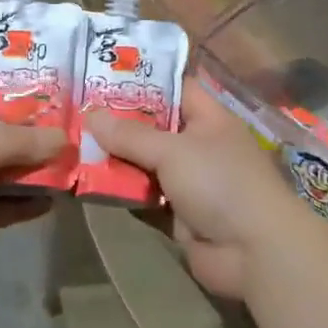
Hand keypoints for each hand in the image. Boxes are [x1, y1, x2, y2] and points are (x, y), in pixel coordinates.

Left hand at [0, 77, 65, 284]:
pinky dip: (20, 205)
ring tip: (77, 165)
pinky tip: (53, 202)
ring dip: (32, 170)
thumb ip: (16, 142)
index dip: (20, 82)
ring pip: (0, 170)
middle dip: (36, 131)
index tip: (62, 83)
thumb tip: (65, 140)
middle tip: (82, 128)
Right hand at [85, 85, 311, 300]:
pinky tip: (88, 185)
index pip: (175, 88)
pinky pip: (144, 197)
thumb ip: (130, 134)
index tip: (103, 75)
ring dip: (116, 160)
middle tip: (76, 112)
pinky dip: (122, 193)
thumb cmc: (220, 183)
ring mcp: (190, 182)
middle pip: (154, 128)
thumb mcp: (173, 150)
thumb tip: (90, 116)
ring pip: (146, 164)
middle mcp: (199, 146)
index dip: (143, 80)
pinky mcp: (179, 215)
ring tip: (73, 146)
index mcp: (209, 119)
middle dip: (118, 123)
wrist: (254, 252)